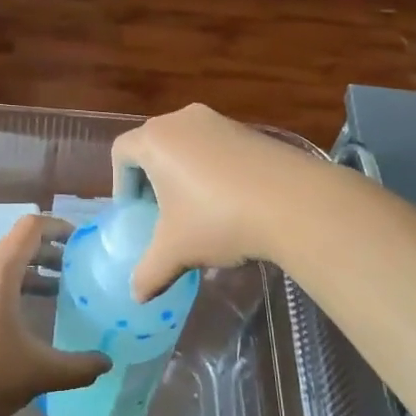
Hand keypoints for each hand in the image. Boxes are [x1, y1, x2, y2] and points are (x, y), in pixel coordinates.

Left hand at [0, 214, 109, 415]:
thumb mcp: (40, 372)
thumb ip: (78, 366)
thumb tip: (106, 362)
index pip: (30, 228)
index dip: (58, 228)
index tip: (80, 241)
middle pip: (14, 246)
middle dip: (46, 253)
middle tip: (74, 270)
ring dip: (26, 274)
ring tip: (54, 293)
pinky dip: (6, 289)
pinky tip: (19, 320)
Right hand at [111, 103, 327, 300]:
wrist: (295, 203)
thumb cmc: (218, 219)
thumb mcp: (175, 252)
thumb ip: (148, 272)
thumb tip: (136, 295)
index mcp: (155, 139)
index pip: (121, 152)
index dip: (120, 184)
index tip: (135, 213)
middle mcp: (183, 120)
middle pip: (154, 145)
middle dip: (152, 179)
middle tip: (161, 213)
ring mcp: (220, 122)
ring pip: (188, 146)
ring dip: (184, 175)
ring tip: (197, 212)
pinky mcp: (252, 131)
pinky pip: (218, 149)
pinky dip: (214, 172)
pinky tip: (231, 204)